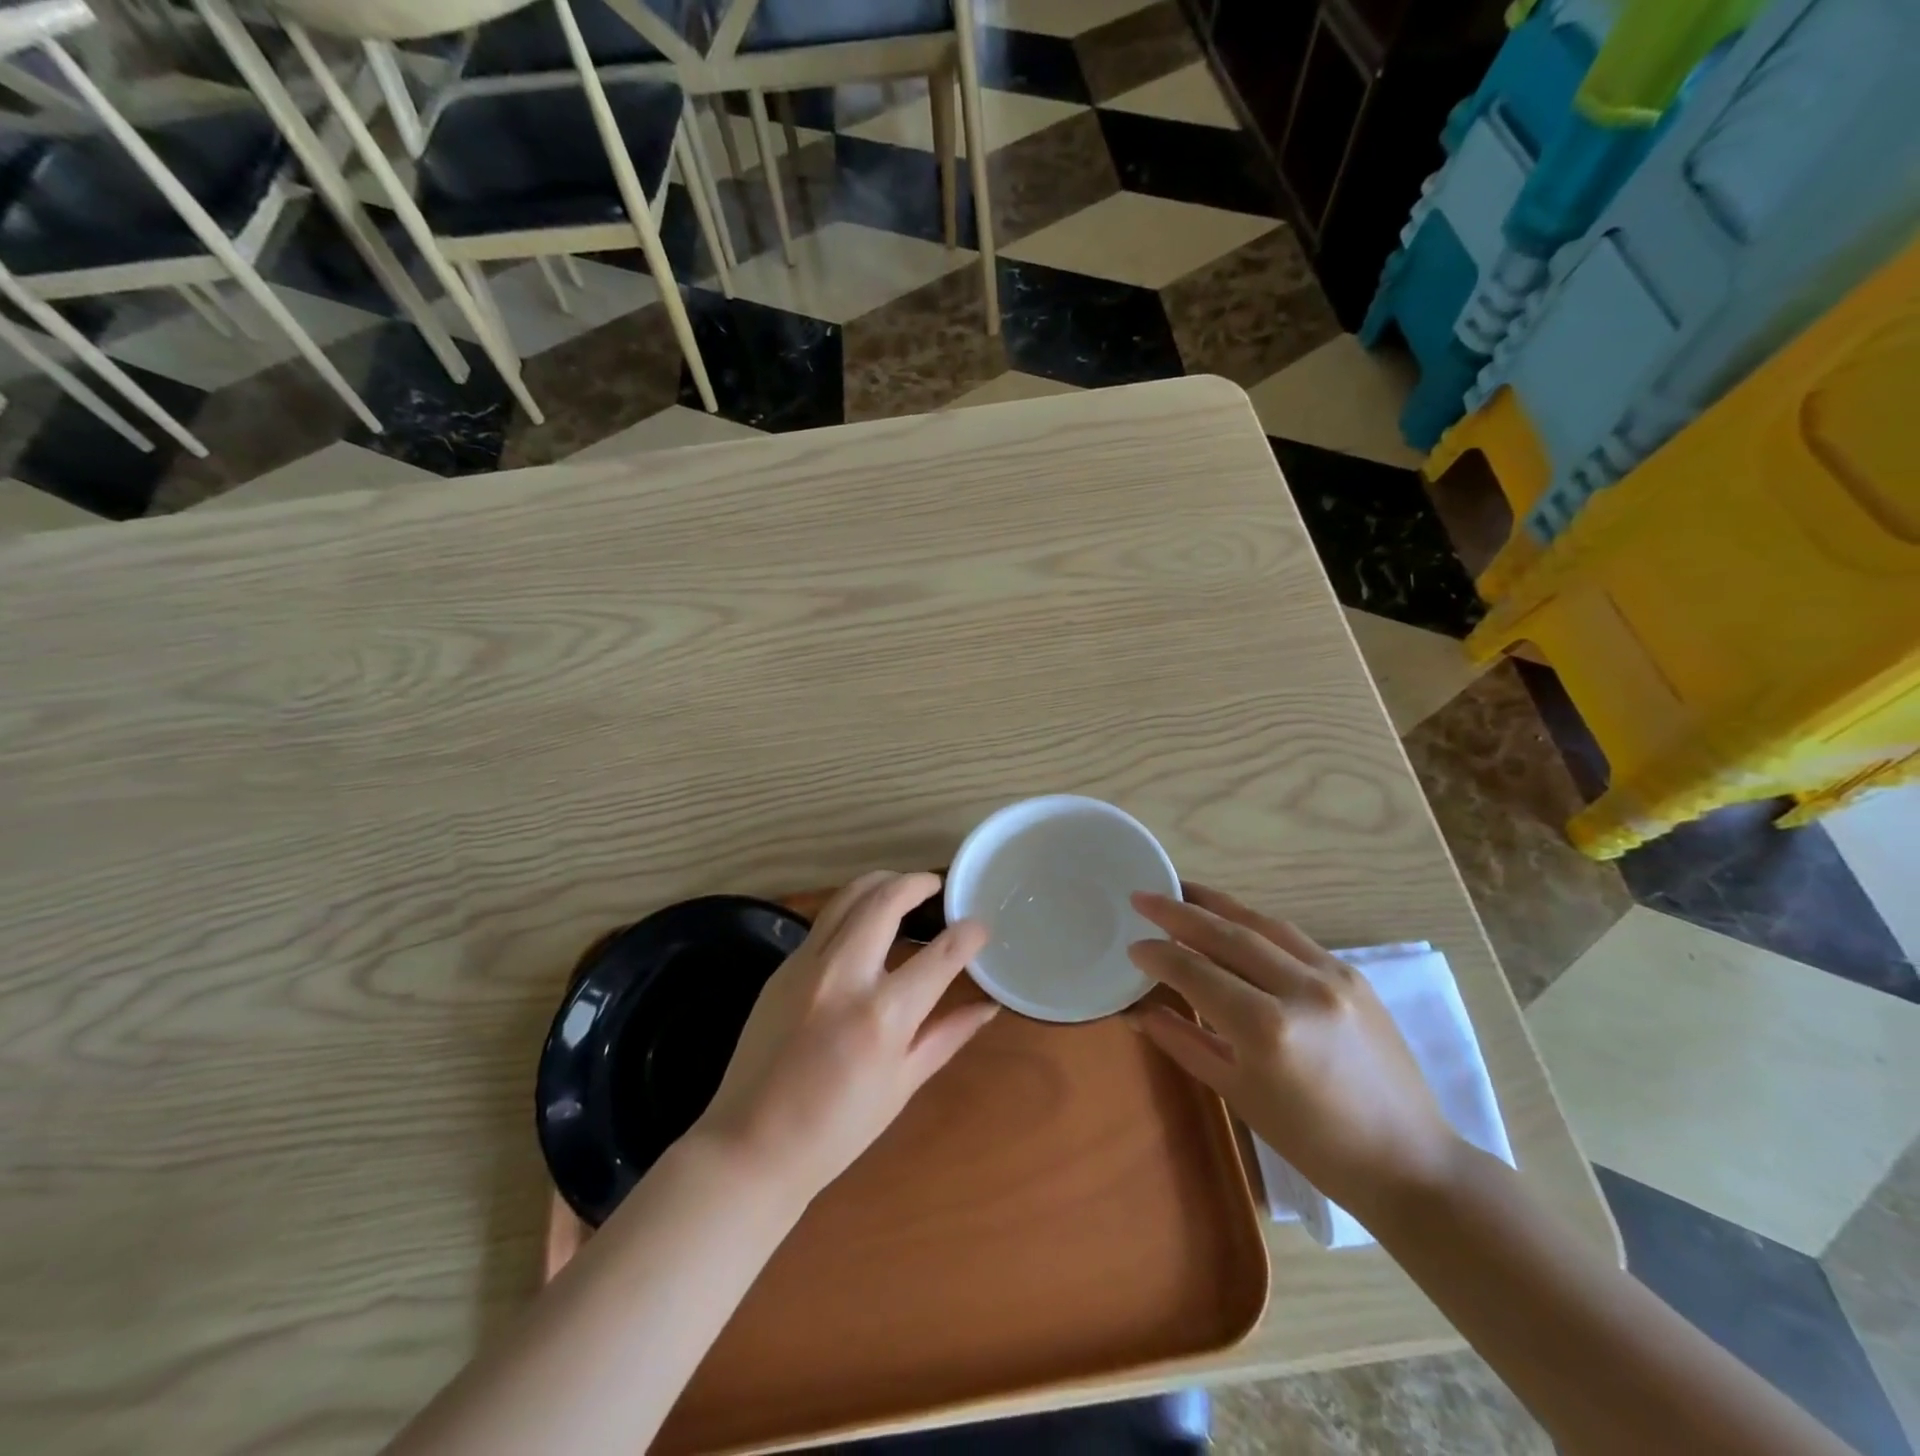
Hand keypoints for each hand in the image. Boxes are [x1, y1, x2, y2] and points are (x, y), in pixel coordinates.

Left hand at [692, 871, 996, 1205]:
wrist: (751, 1145)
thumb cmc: (837, 1129)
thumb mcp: (903, 1084)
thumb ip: (948, 1034)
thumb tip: (989, 1006)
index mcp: (883, 1014)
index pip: (941, 954)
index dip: (969, 934)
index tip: (980, 926)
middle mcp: (845, 975)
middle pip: (886, 900)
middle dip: (917, 883)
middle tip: (935, 885)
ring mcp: (808, 965)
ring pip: (848, 897)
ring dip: (881, 882)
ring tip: (900, 887)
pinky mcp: (784, 967)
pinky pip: (824, 921)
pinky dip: (851, 908)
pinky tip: (863, 923)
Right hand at [1127, 884, 1458, 1218]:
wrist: (1409, 1160)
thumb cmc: (1313, 1142)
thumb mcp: (1238, 1094)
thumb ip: (1184, 1041)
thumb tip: (1138, 1011)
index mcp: (1267, 1029)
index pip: (1196, 973)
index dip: (1159, 955)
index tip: (1132, 945)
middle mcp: (1300, 989)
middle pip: (1226, 935)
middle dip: (1178, 912)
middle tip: (1142, 896)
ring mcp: (1332, 976)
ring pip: (1261, 924)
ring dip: (1216, 904)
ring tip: (1181, 889)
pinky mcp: (1353, 974)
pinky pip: (1291, 937)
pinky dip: (1254, 923)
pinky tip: (1233, 919)